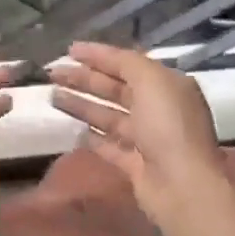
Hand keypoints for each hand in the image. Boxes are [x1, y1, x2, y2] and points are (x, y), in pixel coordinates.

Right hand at [47, 41, 222, 222]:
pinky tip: (70, 129)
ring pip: (109, 116)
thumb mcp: (151, 80)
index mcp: (167, 85)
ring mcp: (147, 139)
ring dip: (82, 105)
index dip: (98, 55)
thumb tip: (104, 57)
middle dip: (84, 79)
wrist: (182, 184)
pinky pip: (109, 145)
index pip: (128, 63)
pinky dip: (91, 136)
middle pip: (115, 89)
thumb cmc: (168, 125)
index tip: (68, 51)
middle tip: (53, 73)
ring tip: (53, 96)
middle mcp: (159, 109)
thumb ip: (126, 63)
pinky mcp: (135, 165)